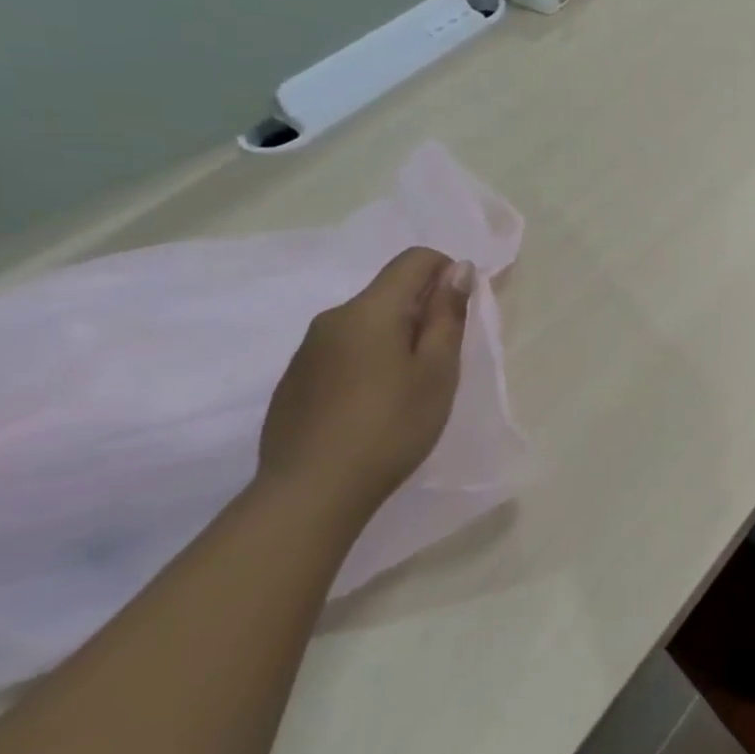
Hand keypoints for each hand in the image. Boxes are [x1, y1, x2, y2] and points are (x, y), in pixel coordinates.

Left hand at [258, 247, 475, 521]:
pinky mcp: (294, 381)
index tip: (460, 315)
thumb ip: (447, 314)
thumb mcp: (437, 370)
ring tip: (408, 388)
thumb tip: (457, 269)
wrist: (310, 493)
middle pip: (389, 292)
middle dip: (423, 311)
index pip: (414, 260)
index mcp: (370, 311)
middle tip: (441, 362)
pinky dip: (368, 361)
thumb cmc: (390, 426)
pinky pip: (342, 351)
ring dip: (395, 338)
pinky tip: (372, 406)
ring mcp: (307, 351)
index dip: (447, 272)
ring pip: (365, 323)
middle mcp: (332, 319)